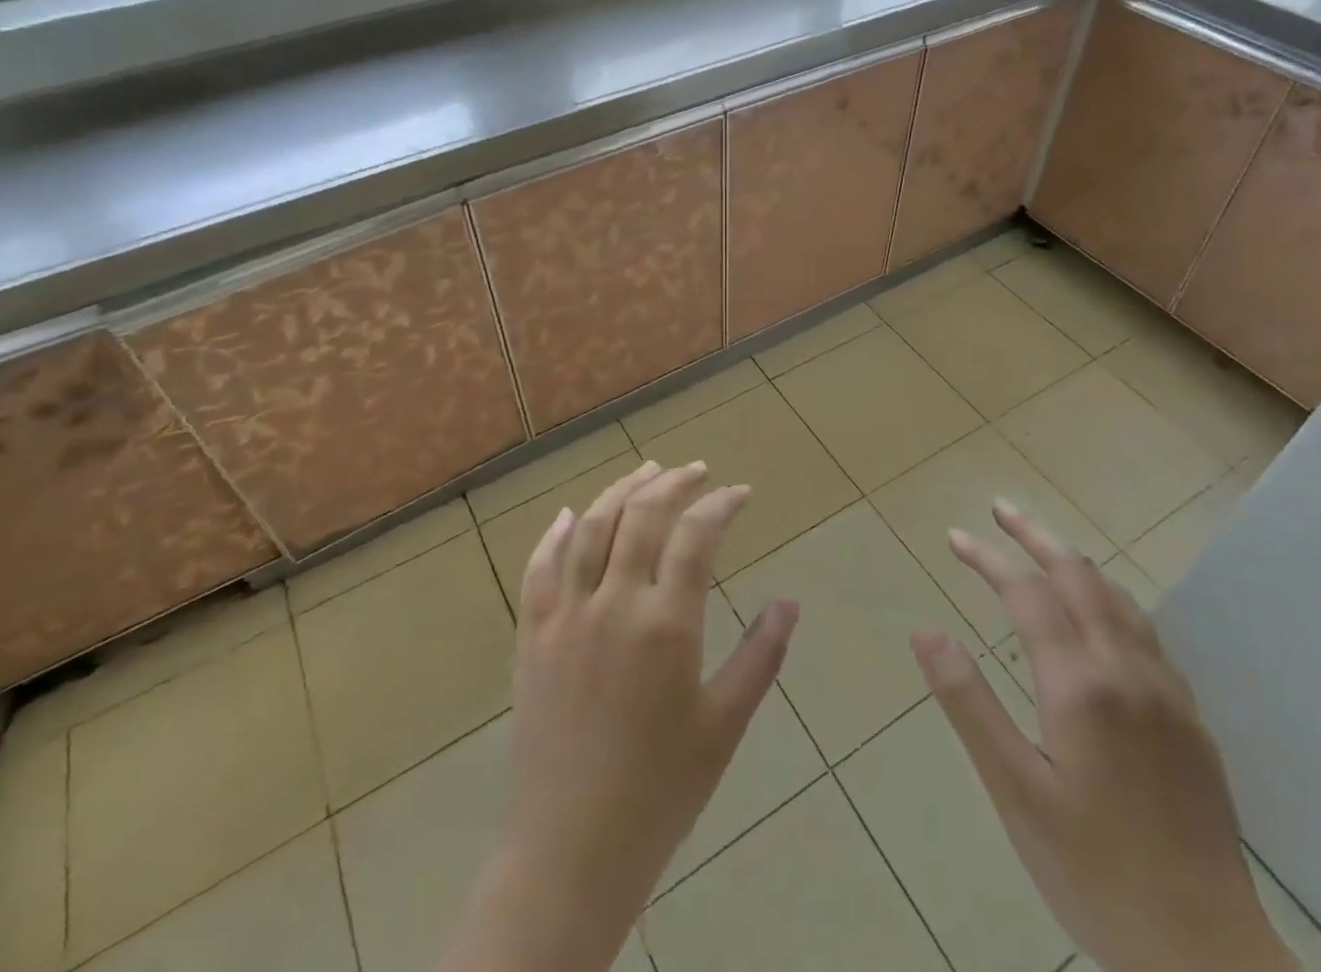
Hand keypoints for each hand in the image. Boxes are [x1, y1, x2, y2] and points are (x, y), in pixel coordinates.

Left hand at [436, 461, 799, 971]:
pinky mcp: (532, 634)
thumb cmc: (660, 791)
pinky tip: (566, 516)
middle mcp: (613, 603)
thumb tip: (789, 603)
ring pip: (589, 528)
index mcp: (665, 625)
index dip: (721, 504)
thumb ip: (759, 656)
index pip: (695, 536)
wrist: (570, 850)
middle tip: (697, 471)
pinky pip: (538, 568)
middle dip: (673, 483)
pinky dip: (553, 534)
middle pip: (641, 516)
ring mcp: (566, 615)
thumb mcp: (723, 725)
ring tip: (646, 472)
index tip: (741, 492)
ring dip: (619, 491)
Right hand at [913, 502, 1296, 971]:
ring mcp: (1167, 694)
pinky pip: (1146, 633)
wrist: (1209, 957)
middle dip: (1035, 536)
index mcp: (1080, 684)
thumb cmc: (1094, 872)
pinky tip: (1100, 618)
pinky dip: (1109, 600)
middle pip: (1079, 576)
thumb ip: (968, 703)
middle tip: (999, 511)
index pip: (1027, 592)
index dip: (988, 557)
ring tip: (1042, 549)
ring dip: (1075, 562)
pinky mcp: (1191, 721)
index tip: (954, 536)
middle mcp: (1128, 671)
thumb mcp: (1014, 791)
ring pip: (1119, 598)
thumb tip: (925, 631)